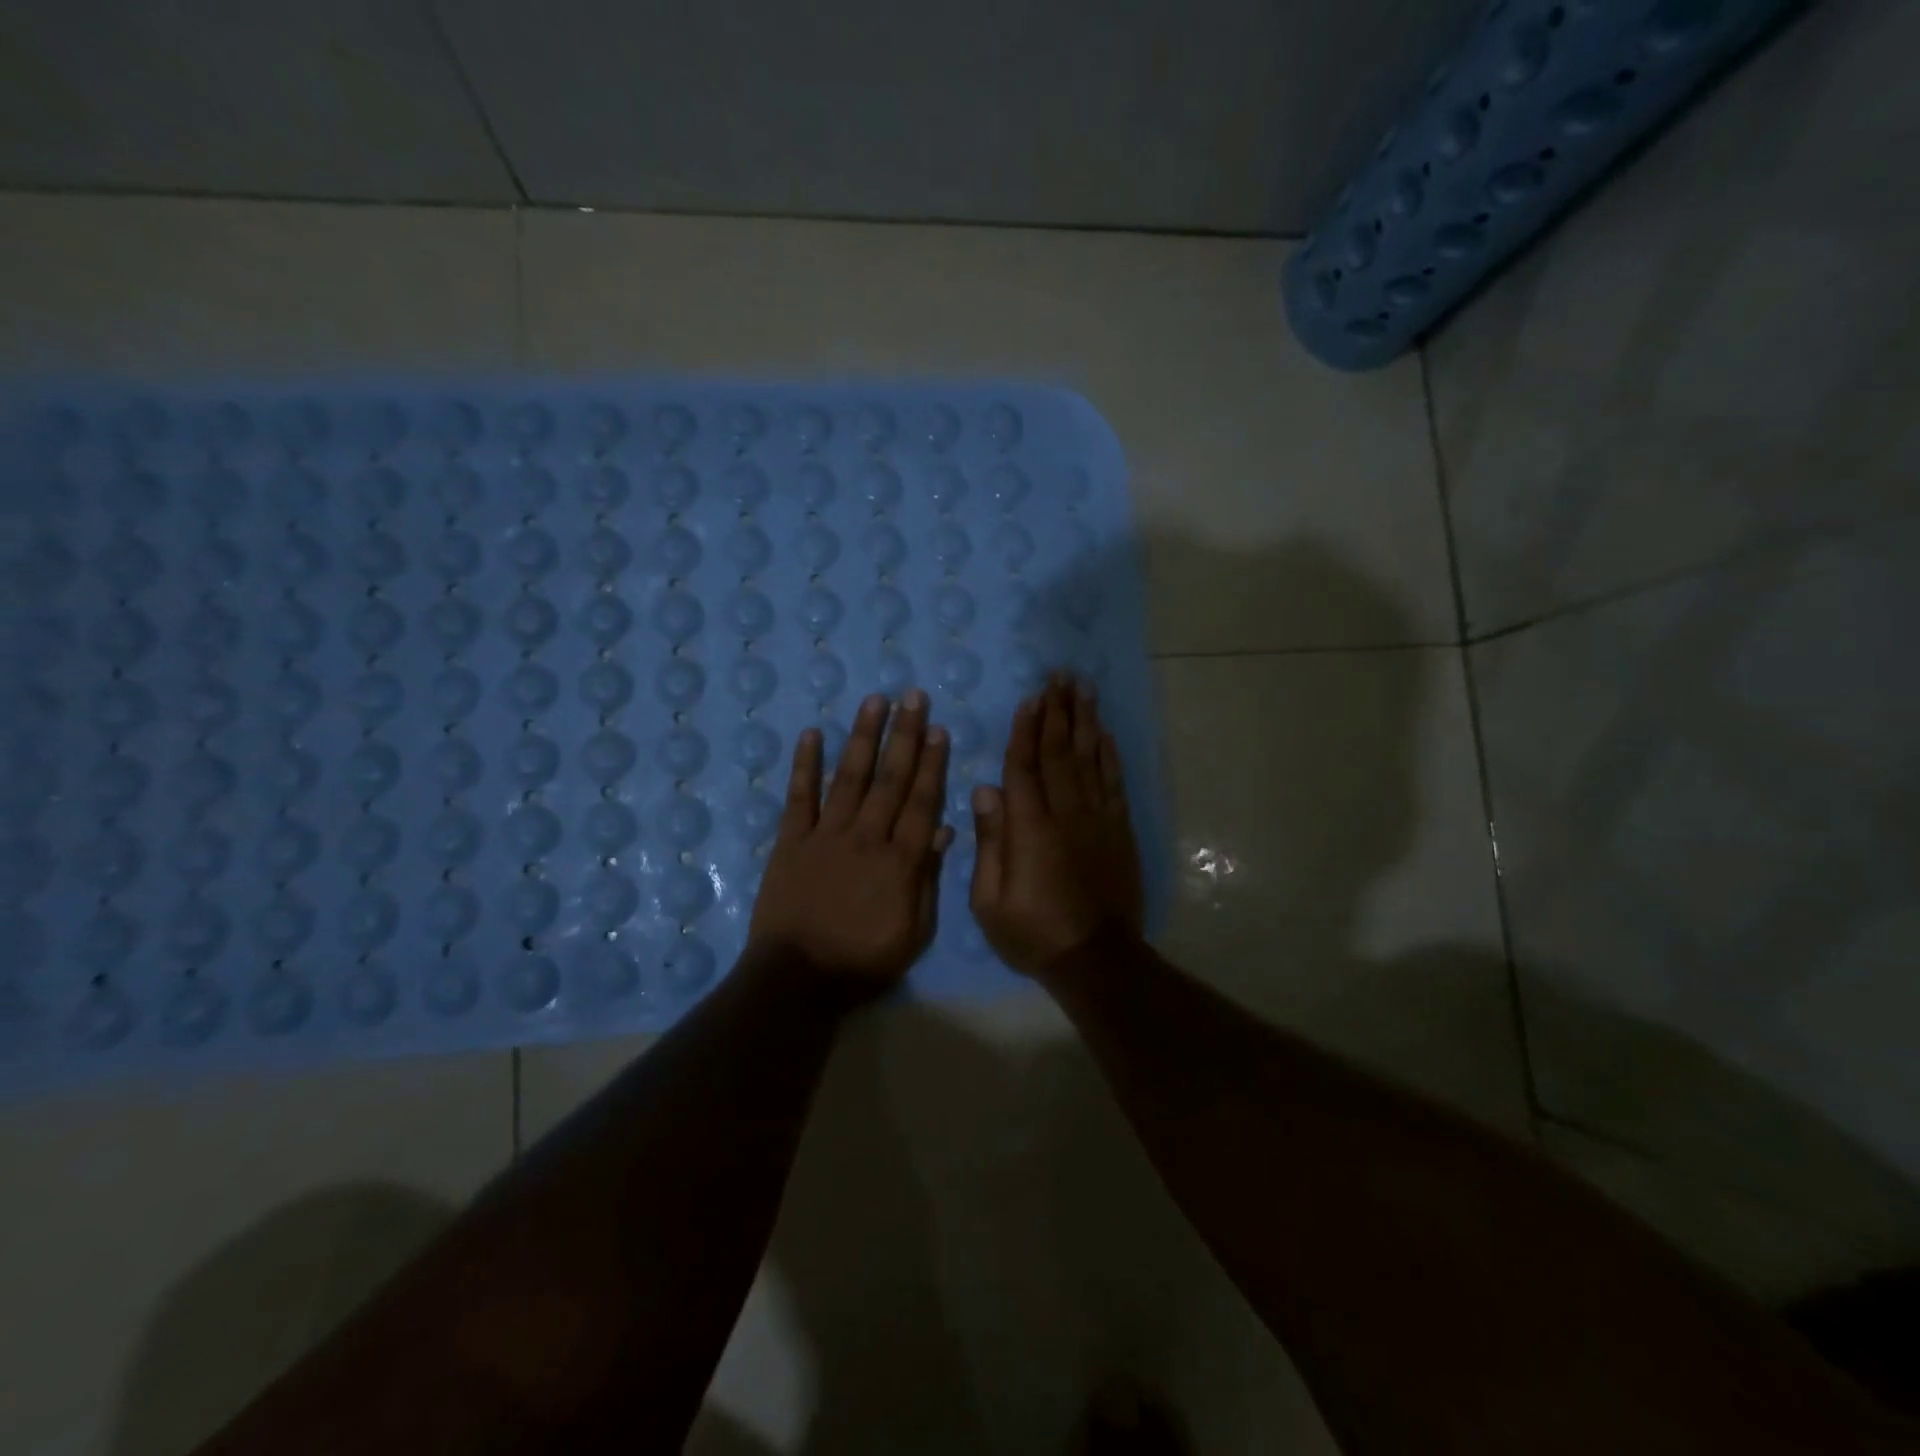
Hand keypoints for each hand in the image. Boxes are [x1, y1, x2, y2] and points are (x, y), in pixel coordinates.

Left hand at [746, 690, 953, 997]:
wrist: (797, 979)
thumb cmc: (863, 961)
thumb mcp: (913, 933)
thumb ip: (927, 880)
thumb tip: (943, 832)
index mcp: (899, 861)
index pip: (921, 802)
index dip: (932, 765)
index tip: (939, 730)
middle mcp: (865, 837)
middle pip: (889, 780)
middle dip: (904, 736)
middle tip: (913, 696)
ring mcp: (825, 836)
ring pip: (849, 777)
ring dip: (863, 737)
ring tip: (874, 701)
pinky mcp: (790, 842)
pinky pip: (799, 798)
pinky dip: (805, 765)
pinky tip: (811, 734)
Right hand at [970, 673, 1144, 976]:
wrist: (1096, 958)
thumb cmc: (1033, 933)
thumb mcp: (990, 902)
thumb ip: (989, 842)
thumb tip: (986, 790)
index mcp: (1030, 829)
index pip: (1025, 767)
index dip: (1026, 730)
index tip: (1029, 698)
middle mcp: (1066, 813)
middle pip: (1060, 752)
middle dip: (1058, 711)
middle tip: (1059, 676)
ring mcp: (1097, 819)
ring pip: (1089, 759)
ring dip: (1085, 721)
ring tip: (1082, 689)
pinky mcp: (1119, 829)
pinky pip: (1113, 782)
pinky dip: (1109, 754)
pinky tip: (1104, 732)